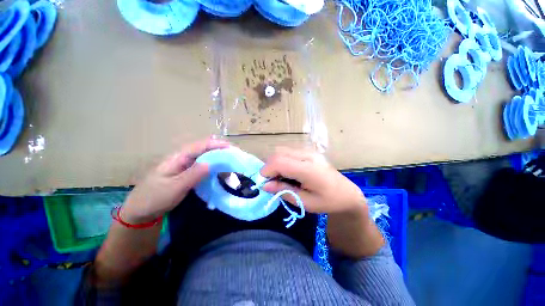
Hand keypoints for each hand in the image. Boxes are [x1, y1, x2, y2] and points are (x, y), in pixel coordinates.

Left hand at [120, 138, 229, 222]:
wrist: (140, 211)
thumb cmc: (154, 198)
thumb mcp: (174, 187)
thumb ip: (193, 174)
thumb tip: (211, 163)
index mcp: (178, 157)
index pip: (201, 145)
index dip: (217, 144)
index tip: (232, 148)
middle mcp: (182, 158)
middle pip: (204, 148)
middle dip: (220, 148)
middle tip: (234, 154)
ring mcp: (184, 165)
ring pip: (204, 156)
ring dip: (217, 155)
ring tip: (231, 159)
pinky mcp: (186, 172)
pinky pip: (202, 165)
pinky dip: (213, 164)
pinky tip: (219, 168)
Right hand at [260, 148, 366, 214]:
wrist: (346, 193)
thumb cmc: (328, 202)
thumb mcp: (305, 202)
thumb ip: (284, 191)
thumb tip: (265, 185)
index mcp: (308, 169)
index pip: (279, 161)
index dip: (266, 171)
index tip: (264, 183)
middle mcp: (308, 155)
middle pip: (278, 153)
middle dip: (269, 167)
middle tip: (272, 182)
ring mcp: (309, 151)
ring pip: (282, 150)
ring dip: (275, 163)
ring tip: (280, 177)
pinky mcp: (309, 151)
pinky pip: (288, 151)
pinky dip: (282, 160)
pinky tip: (288, 172)